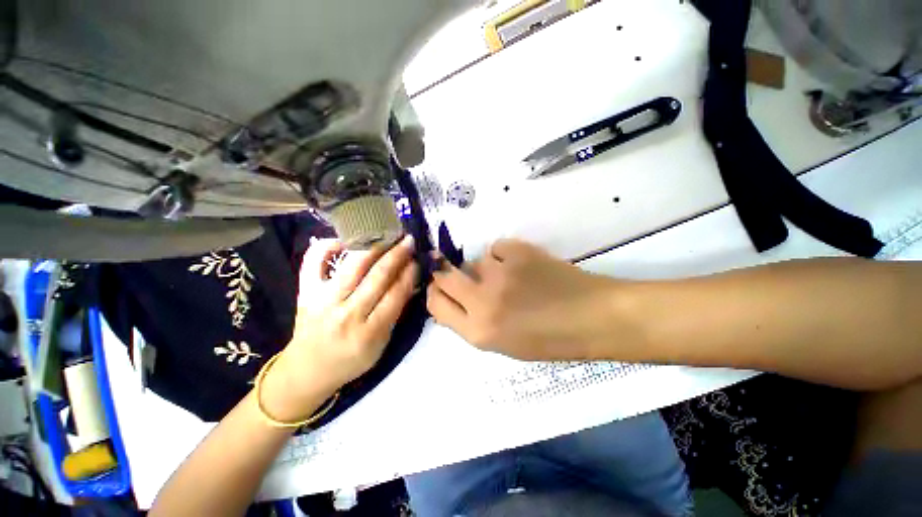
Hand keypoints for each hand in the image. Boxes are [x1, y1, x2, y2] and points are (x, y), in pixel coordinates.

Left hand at [264, 235, 417, 419]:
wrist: (310, 367)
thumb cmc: (348, 361)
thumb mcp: (378, 348)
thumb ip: (392, 317)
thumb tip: (406, 281)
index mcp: (369, 334)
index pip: (395, 296)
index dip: (408, 274)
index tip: (416, 260)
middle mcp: (347, 315)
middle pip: (377, 277)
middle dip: (396, 255)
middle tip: (408, 240)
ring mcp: (324, 301)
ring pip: (352, 265)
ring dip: (373, 246)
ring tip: (385, 234)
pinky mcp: (305, 292)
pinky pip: (313, 261)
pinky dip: (327, 245)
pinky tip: (342, 240)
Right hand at [427, 239, 632, 360]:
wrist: (593, 318)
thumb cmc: (554, 342)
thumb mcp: (507, 346)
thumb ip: (477, 325)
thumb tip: (462, 301)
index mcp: (478, 333)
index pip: (435, 305)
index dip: (437, 295)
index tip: (444, 291)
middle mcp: (481, 302)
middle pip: (444, 277)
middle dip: (449, 275)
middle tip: (465, 277)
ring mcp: (499, 274)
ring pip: (474, 260)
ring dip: (486, 268)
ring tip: (512, 277)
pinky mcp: (518, 252)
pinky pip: (496, 247)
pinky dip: (505, 255)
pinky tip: (525, 266)